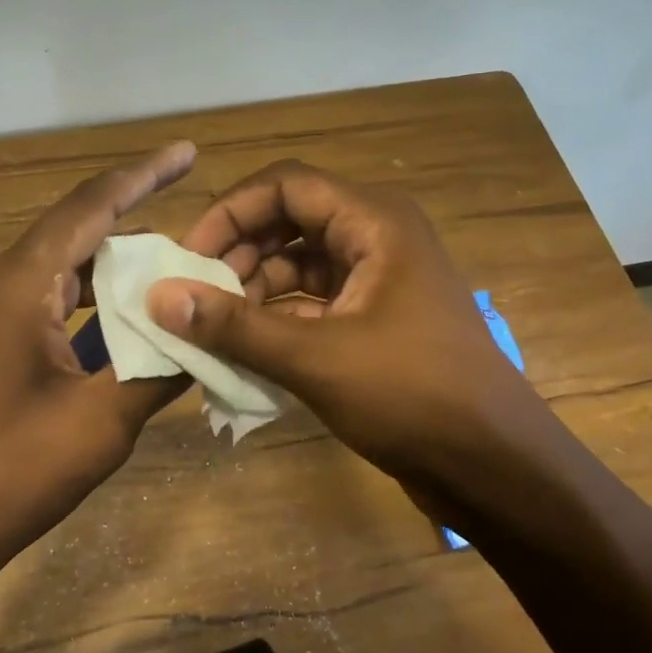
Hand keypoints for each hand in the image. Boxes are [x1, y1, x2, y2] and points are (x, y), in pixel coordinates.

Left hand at [0, 143, 195, 591]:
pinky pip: (27, 296)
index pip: (89, 208)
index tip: (185, 153)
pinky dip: (71, 304)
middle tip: (189, 252)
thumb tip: (211, 329)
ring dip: (102, 278)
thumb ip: (160, 367)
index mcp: (12, 284)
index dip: (143, 176)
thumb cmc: (11, 474)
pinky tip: (106, 325)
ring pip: (49, 270)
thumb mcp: (102, 423)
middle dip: (131, 240)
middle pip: (71, 238)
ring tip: (158, 289)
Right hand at [146, 160, 569, 513]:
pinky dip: (276, 319)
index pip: (286, 186)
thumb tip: (158, 297)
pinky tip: (243, 349)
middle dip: (238, 253)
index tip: (189, 257)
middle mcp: (376, 238)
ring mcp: (377, 281)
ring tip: (213, 327)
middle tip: (195, 296)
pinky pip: (312, 303)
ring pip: (298, 265)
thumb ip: (234, 325)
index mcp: (374, 223)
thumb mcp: (315, 358)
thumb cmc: (412, 397)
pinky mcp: (374, 320)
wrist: (492, 466)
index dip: (231, 213)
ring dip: (253, 290)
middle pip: (289, 221)